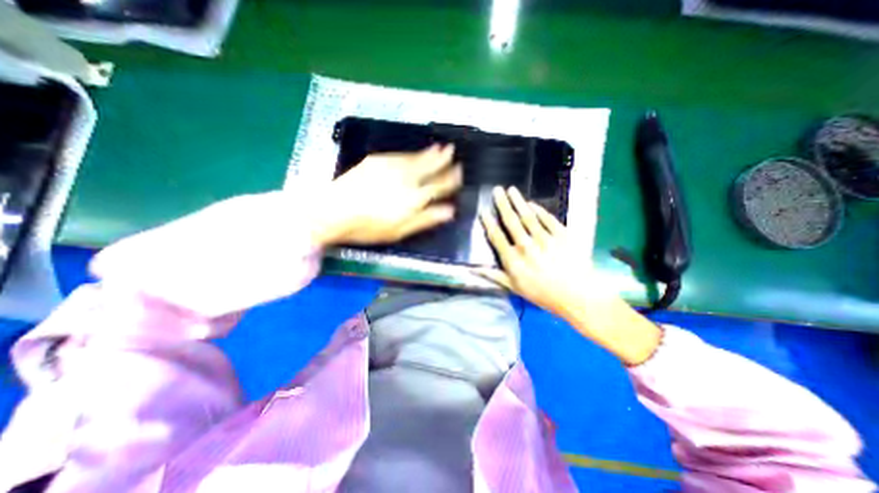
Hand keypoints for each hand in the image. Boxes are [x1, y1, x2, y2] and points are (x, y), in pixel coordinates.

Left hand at [317, 144, 465, 245]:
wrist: (333, 210)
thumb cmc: (369, 228)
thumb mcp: (400, 231)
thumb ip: (426, 219)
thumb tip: (450, 211)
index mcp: (415, 198)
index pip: (439, 186)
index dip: (451, 179)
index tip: (459, 172)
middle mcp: (407, 178)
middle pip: (430, 167)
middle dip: (443, 160)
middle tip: (453, 152)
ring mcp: (392, 167)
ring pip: (417, 158)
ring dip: (430, 152)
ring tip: (441, 147)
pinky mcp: (377, 161)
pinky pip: (401, 155)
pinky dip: (412, 153)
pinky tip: (416, 153)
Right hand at [479, 186, 659, 367]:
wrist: (578, 295)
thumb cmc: (543, 294)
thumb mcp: (515, 288)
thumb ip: (494, 277)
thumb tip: (475, 270)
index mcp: (513, 259)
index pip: (497, 237)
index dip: (489, 223)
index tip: (483, 211)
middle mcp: (526, 246)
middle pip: (511, 221)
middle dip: (503, 204)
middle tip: (497, 190)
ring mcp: (545, 238)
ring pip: (528, 216)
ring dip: (519, 202)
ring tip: (511, 190)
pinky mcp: (562, 235)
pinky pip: (548, 219)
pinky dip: (539, 210)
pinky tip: (533, 203)